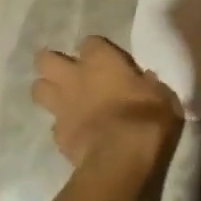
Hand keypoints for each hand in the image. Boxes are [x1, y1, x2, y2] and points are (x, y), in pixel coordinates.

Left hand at [32, 37, 182, 167]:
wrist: (120, 158)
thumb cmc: (146, 118)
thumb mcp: (162, 95)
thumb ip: (148, 83)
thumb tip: (145, 80)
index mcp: (100, 60)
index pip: (91, 42)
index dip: (97, 51)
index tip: (107, 61)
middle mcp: (74, 76)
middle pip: (46, 59)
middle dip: (53, 64)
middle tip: (69, 73)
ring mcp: (61, 105)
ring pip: (39, 89)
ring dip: (48, 91)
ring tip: (63, 99)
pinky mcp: (57, 134)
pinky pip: (54, 124)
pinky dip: (62, 126)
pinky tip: (75, 132)